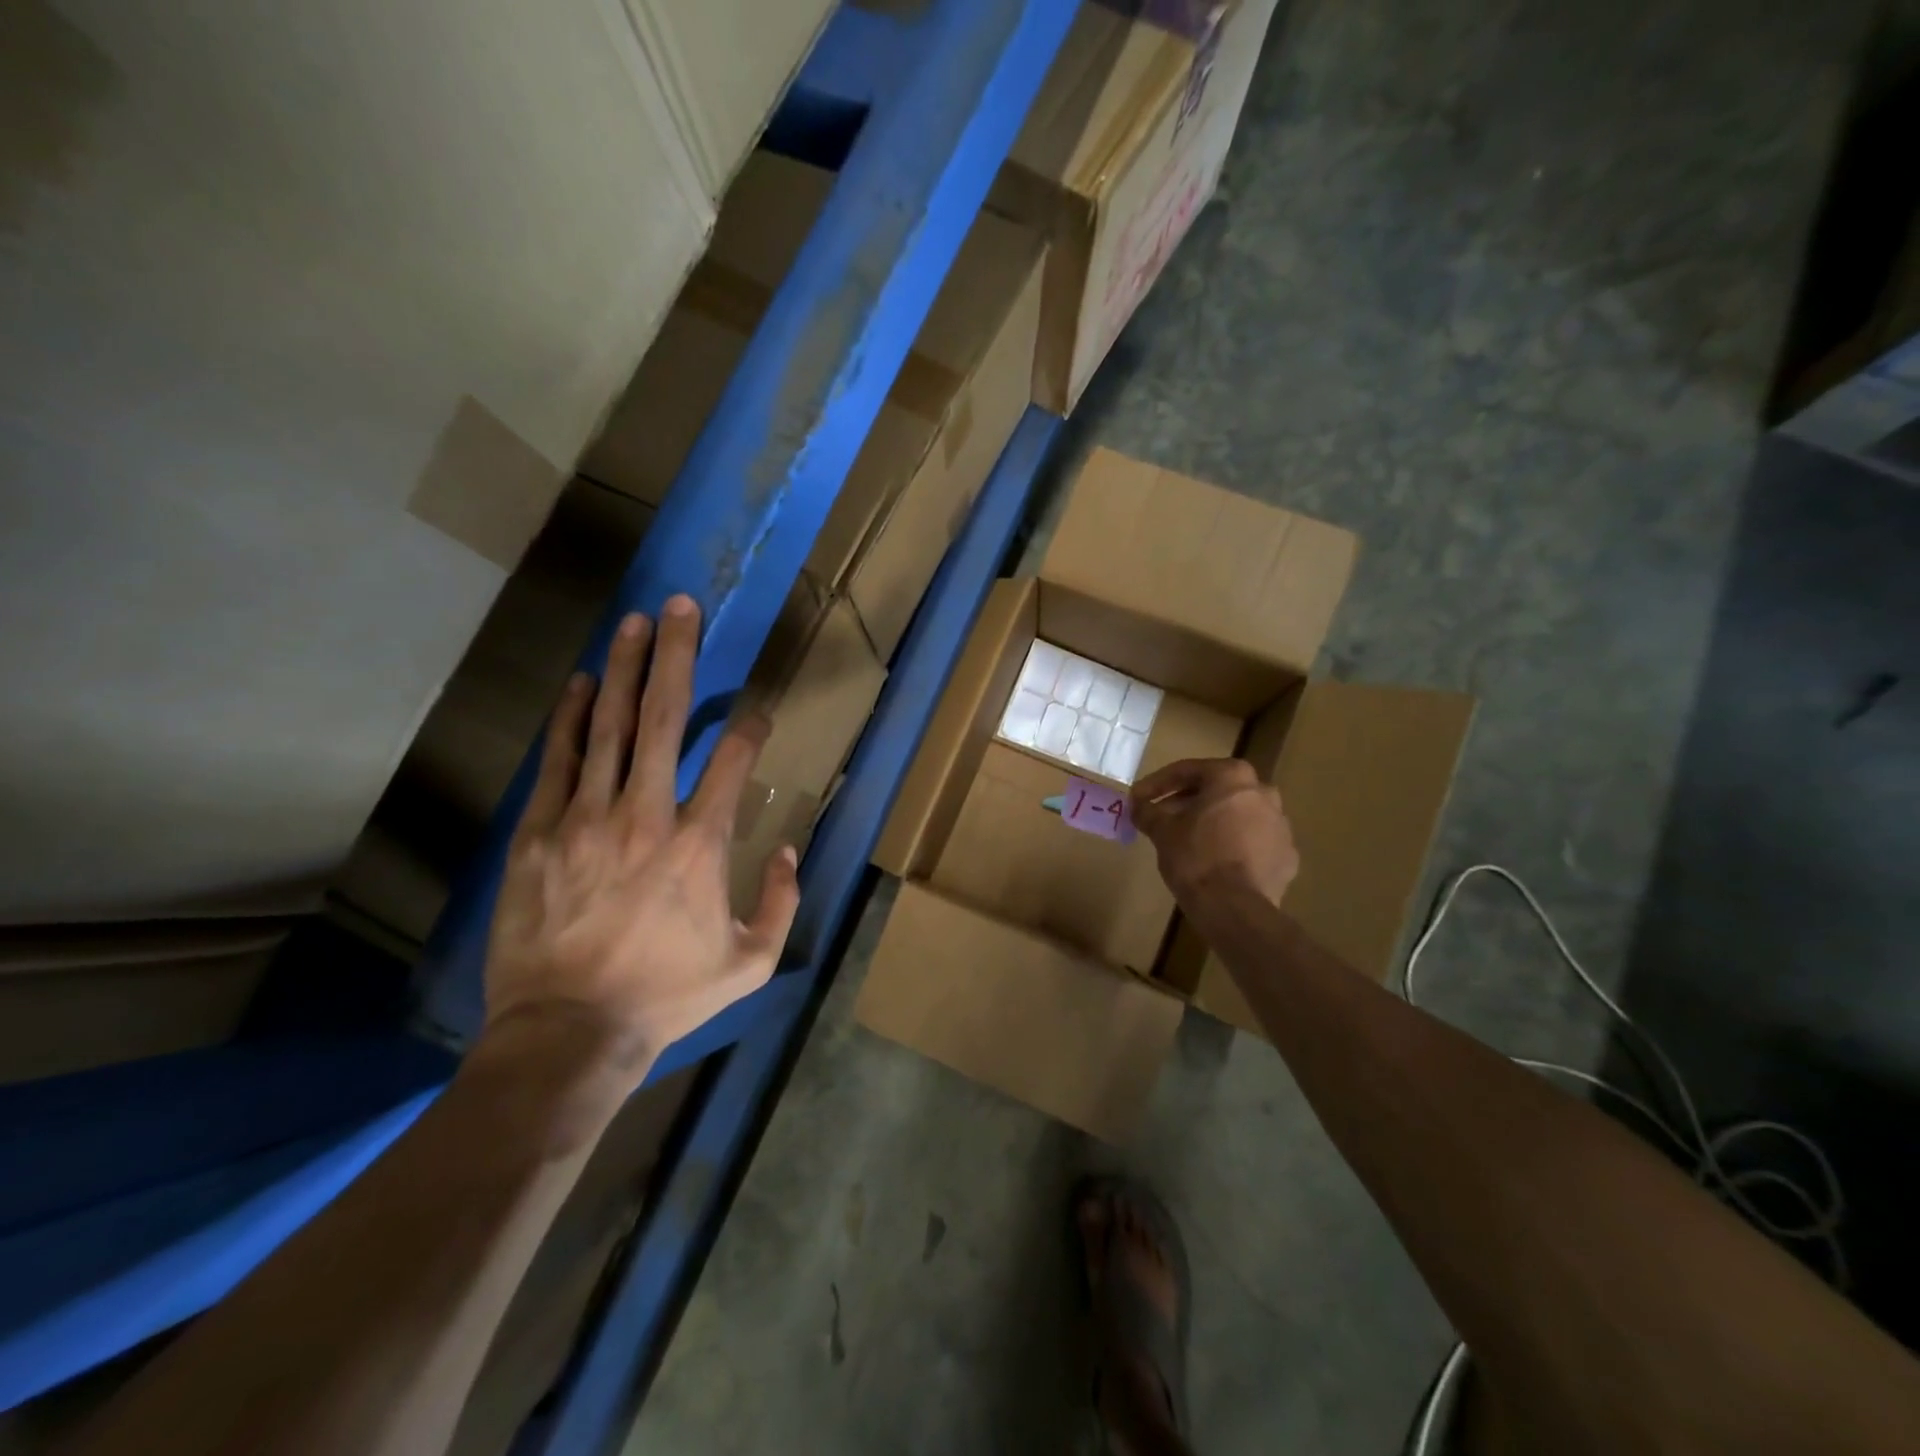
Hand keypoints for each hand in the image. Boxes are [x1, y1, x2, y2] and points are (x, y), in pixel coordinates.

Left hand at [481, 595, 800, 1087]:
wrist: (568, 1033)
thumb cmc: (667, 996)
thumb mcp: (751, 963)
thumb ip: (783, 902)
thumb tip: (790, 850)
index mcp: (700, 845)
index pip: (732, 761)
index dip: (750, 727)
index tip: (756, 712)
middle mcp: (646, 815)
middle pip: (662, 719)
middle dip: (676, 656)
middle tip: (680, 605)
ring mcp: (586, 819)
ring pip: (606, 727)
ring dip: (621, 669)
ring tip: (632, 622)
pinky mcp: (539, 834)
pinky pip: (558, 762)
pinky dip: (568, 719)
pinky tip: (577, 683)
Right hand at [1131, 758, 1298, 906]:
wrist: (1235, 908)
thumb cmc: (1195, 857)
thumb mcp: (1162, 831)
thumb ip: (1148, 812)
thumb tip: (1138, 806)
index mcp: (1233, 777)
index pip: (1187, 771)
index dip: (1157, 784)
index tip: (1138, 798)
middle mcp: (1263, 793)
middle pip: (1217, 790)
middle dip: (1187, 802)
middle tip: (1163, 817)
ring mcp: (1280, 825)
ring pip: (1239, 815)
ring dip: (1214, 822)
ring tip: (1188, 840)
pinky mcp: (1287, 856)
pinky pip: (1254, 843)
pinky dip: (1234, 846)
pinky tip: (1215, 862)